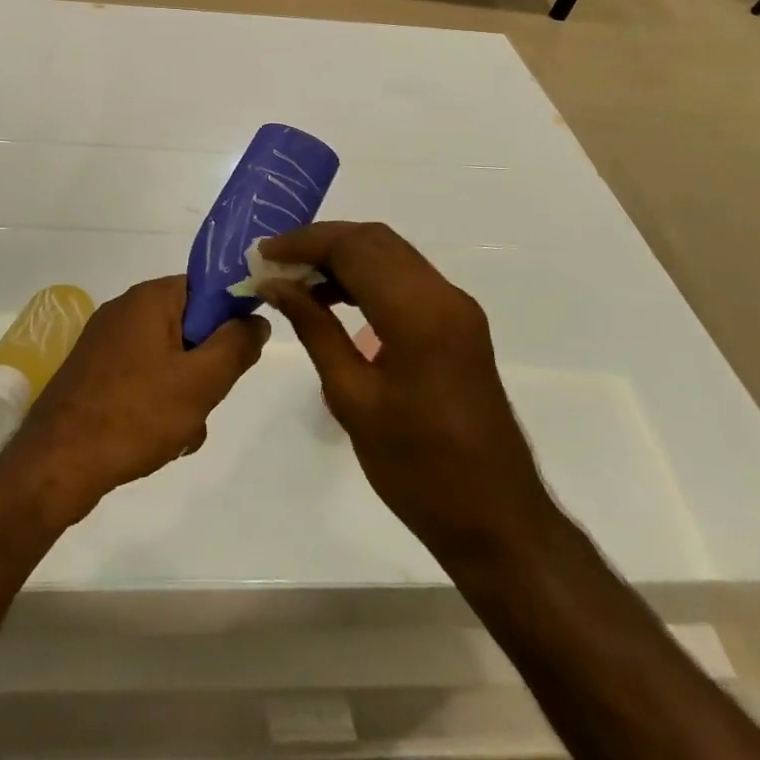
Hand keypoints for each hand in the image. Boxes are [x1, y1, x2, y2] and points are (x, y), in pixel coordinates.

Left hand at [6, 276, 267, 520]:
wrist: (57, 462)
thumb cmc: (136, 414)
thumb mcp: (201, 382)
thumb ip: (236, 346)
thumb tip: (256, 319)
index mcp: (150, 297)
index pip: (206, 289)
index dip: (228, 319)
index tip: (236, 356)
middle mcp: (125, 309)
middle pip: (188, 326)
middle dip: (204, 367)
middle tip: (203, 400)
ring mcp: (104, 341)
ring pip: (167, 358)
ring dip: (183, 393)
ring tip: (179, 431)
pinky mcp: (92, 372)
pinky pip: (141, 377)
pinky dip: (155, 403)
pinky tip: (156, 440)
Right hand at [258, 223, 550, 561]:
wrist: (496, 519)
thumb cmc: (417, 469)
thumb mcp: (352, 398)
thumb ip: (314, 328)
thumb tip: (276, 284)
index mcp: (417, 313)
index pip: (353, 247)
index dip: (304, 242)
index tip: (263, 255)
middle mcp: (443, 294)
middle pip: (374, 240)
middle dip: (321, 242)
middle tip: (277, 265)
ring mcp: (456, 306)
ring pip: (391, 253)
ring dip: (344, 256)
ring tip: (298, 282)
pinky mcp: (459, 321)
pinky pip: (406, 277)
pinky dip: (367, 275)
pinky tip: (335, 299)